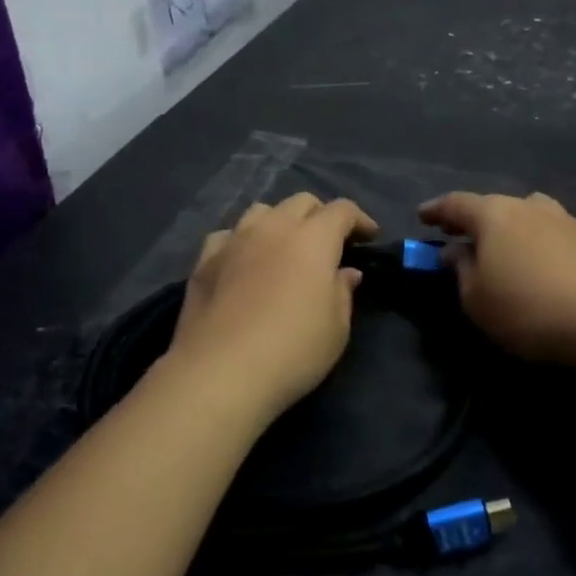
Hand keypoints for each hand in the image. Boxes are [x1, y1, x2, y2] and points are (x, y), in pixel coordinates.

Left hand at [165, 193, 379, 421]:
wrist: (221, 372)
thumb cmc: (293, 350)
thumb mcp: (336, 327)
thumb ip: (343, 291)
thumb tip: (345, 271)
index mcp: (313, 239)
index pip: (342, 210)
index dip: (360, 219)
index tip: (370, 236)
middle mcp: (273, 228)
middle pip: (301, 202)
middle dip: (321, 215)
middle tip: (329, 243)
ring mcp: (234, 240)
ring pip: (262, 211)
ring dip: (280, 221)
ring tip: (285, 246)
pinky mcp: (204, 260)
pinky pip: (228, 235)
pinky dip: (242, 241)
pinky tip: (244, 261)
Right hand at [419, 191, 575, 366]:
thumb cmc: (528, 309)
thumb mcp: (477, 299)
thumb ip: (461, 270)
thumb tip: (456, 251)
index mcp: (493, 214)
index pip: (455, 204)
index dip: (435, 210)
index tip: (421, 216)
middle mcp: (527, 206)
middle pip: (492, 206)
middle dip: (472, 220)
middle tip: (457, 235)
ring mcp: (562, 219)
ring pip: (524, 216)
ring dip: (507, 229)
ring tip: (499, 248)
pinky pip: (548, 233)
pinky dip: (533, 242)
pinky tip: (534, 262)